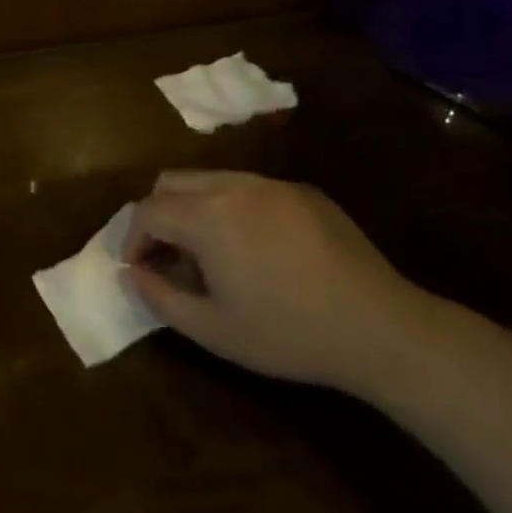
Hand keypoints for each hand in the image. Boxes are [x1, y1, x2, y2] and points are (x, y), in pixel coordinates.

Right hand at [121, 170, 441, 396]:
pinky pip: (249, 187)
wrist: (380, 328)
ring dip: (193, 208)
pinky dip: (232, 208)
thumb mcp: (214, 330)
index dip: (133, 239)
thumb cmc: (288, 333)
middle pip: (172, 182)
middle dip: (158, 215)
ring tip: (208, 252)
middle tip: (167, 257)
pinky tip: (256, 248)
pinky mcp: (302, 190)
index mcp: (207, 215)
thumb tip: (131, 273)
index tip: (139, 269)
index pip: (148, 211)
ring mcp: (271, 183)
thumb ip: (160, 298)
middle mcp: (233, 185)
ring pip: (210, 179)